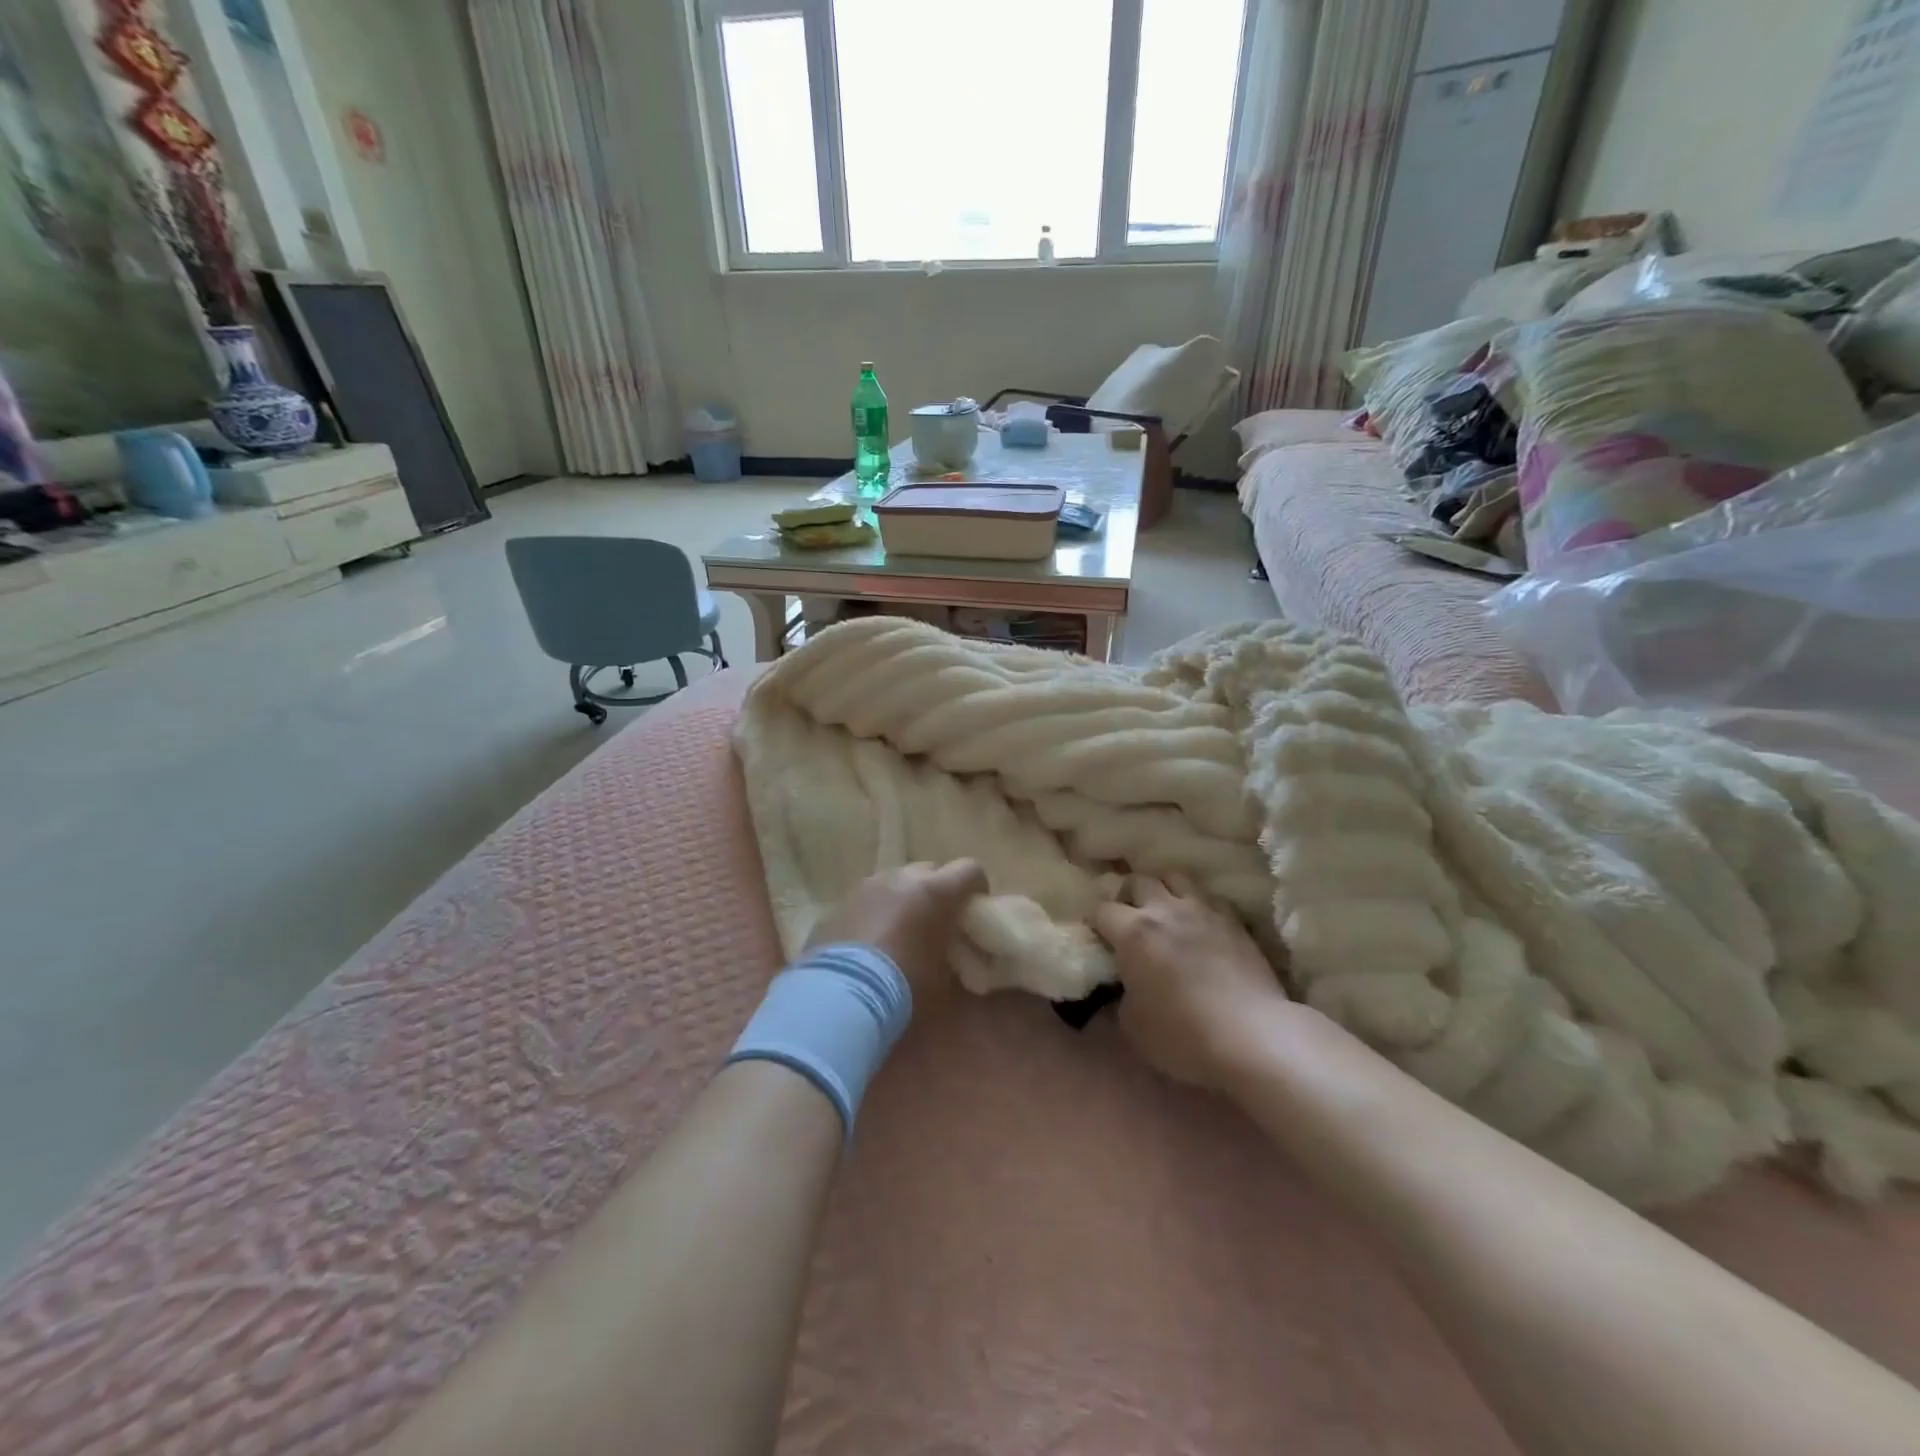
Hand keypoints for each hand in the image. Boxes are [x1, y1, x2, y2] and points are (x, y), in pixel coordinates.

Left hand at [805, 860, 987, 1006]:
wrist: (840, 997)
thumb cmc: (904, 988)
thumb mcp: (944, 982)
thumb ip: (955, 960)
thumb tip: (958, 960)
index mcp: (936, 891)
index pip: (971, 869)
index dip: (976, 888)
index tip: (973, 911)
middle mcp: (901, 878)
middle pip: (930, 870)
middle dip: (938, 891)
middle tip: (937, 923)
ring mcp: (867, 886)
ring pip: (895, 881)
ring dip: (904, 899)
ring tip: (900, 932)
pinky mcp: (840, 903)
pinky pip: (867, 899)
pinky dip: (875, 912)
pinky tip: (870, 943)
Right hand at [1092, 876, 1287, 1090]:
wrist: (1251, 1036)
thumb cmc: (1183, 1035)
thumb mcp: (1133, 1025)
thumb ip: (1122, 995)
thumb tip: (1126, 985)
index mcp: (1132, 932)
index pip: (1101, 909)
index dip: (1095, 921)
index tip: (1098, 937)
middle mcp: (1164, 910)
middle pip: (1137, 881)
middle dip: (1127, 895)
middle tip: (1128, 917)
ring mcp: (1202, 910)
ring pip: (1174, 876)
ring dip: (1163, 889)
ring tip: (1164, 909)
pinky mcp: (1234, 920)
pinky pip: (1209, 897)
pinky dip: (1198, 903)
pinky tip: (1200, 922)